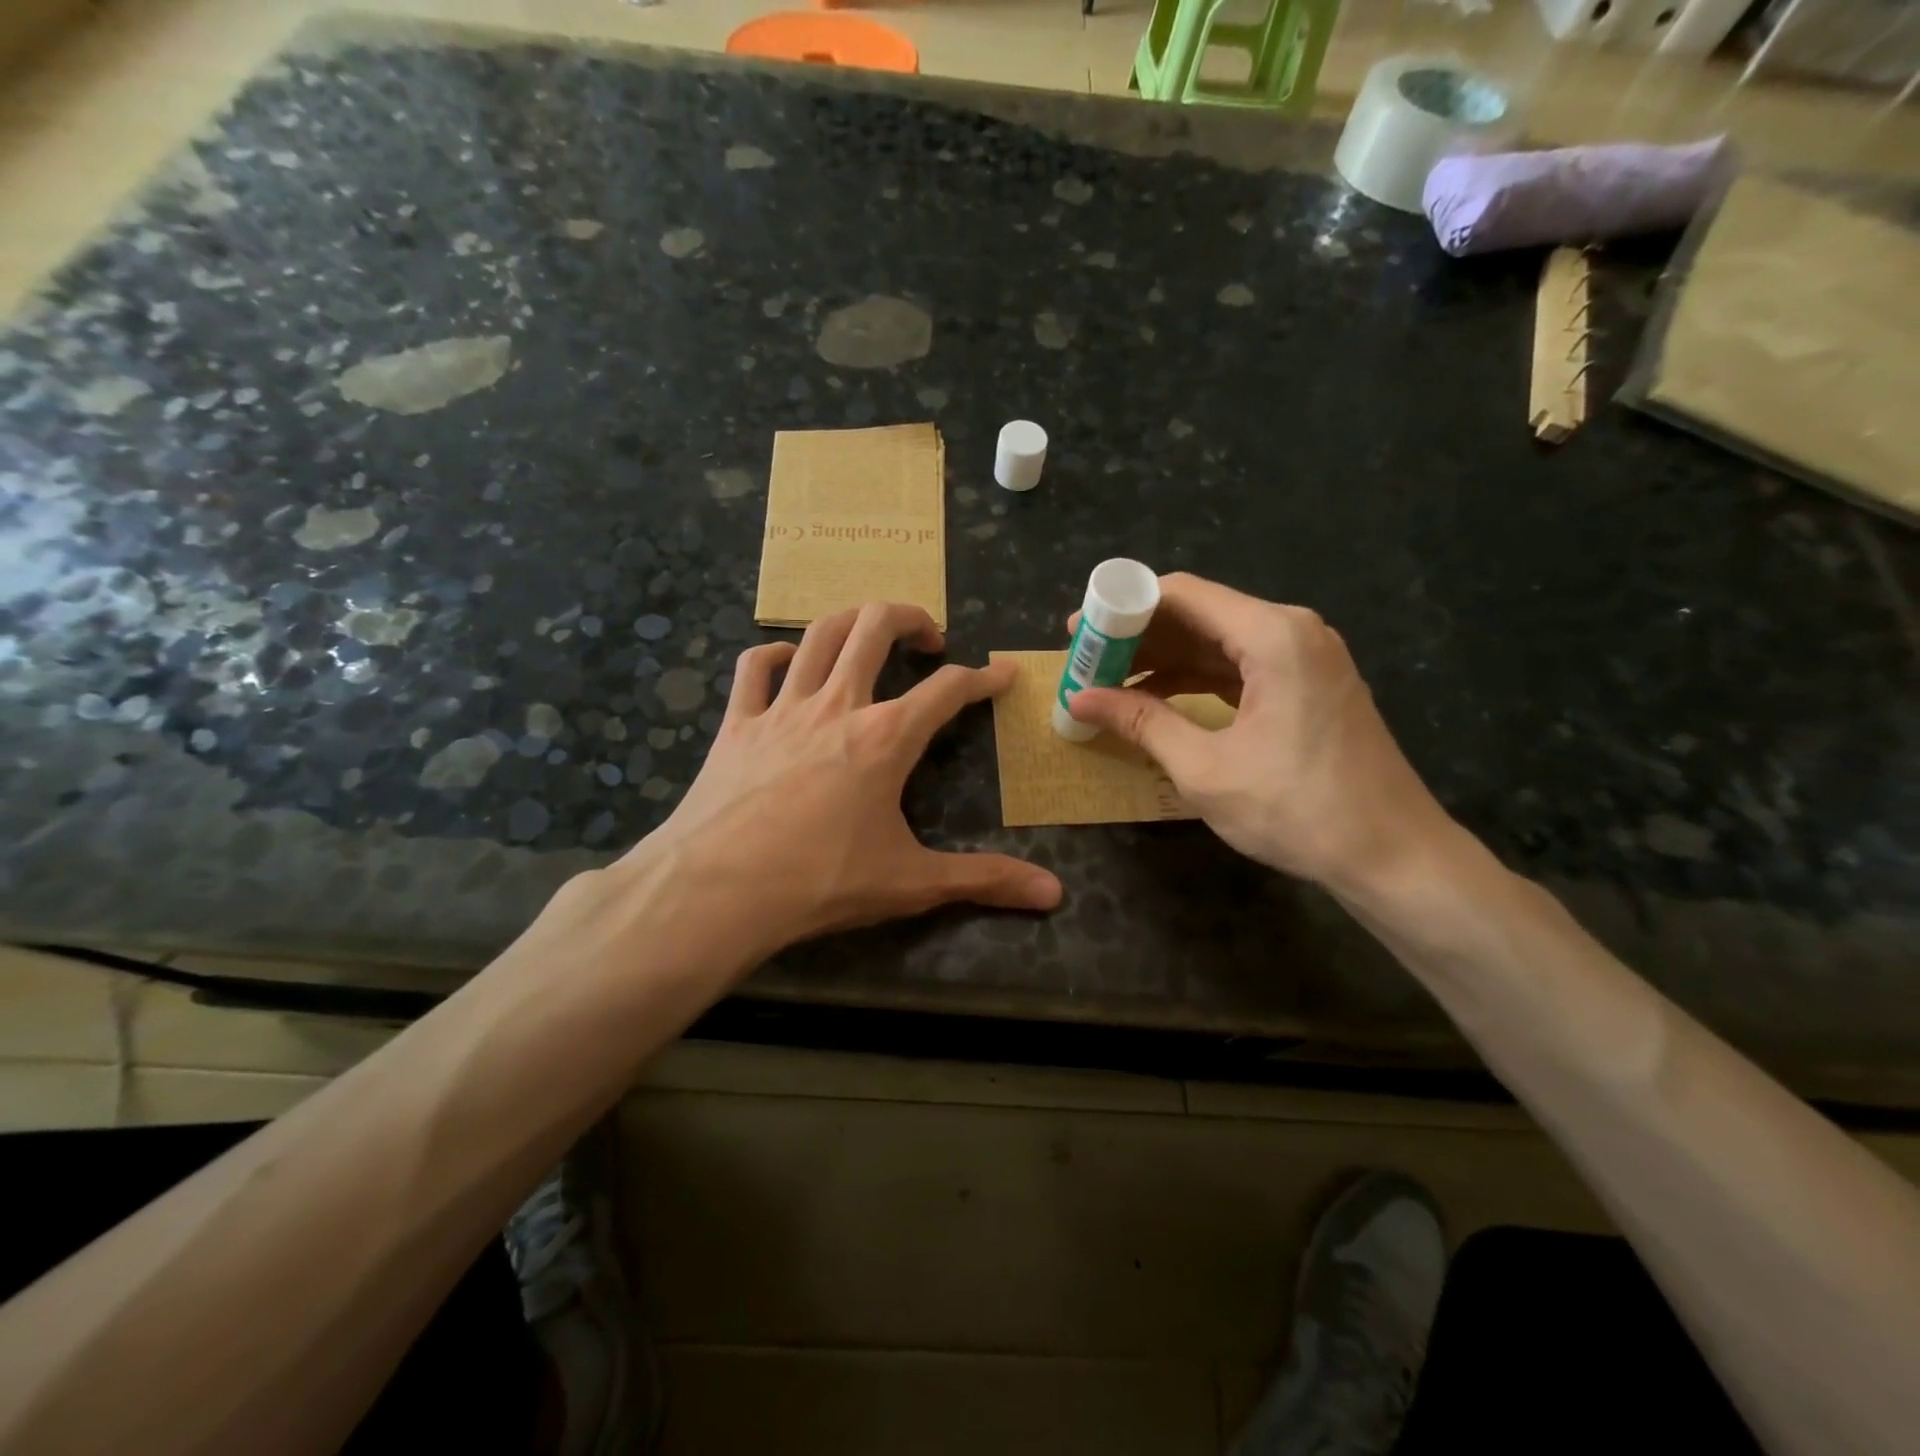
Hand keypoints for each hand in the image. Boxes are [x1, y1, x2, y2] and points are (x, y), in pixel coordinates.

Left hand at [625, 602, 1061, 959]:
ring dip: (851, 620)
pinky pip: (753, 667)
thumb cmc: (820, 882)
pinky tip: (788, 661)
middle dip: (911, 617)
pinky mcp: (737, 723)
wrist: (717, 891)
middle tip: (930, 638)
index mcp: (886, 737)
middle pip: (876, 627)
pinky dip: (775, 654)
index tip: (1003, 673)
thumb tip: (1054, 895)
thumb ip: (984, 880)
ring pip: (819, 634)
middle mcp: (838, 705)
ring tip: (870, 631)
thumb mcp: (911, 882)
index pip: (948, 690)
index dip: (983, 677)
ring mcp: (782, 708)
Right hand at [1065, 573, 1454, 894]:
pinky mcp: (1308, 684)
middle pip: (1198, 613)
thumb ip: (1141, 723)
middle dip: (1137, 636)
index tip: (1077, 634)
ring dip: (1163, 659)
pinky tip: (1156, 697)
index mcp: (1272, 635)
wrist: (1393, 855)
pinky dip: (1195, 678)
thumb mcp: (1204, 769)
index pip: (1181, 594)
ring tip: (1109, 683)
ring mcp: (1305, 656)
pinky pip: (1239, 665)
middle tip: (1084, 662)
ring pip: (1217, 640)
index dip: (1121, 609)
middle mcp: (1292, 630)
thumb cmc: (1297, 810)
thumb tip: (1079, 700)